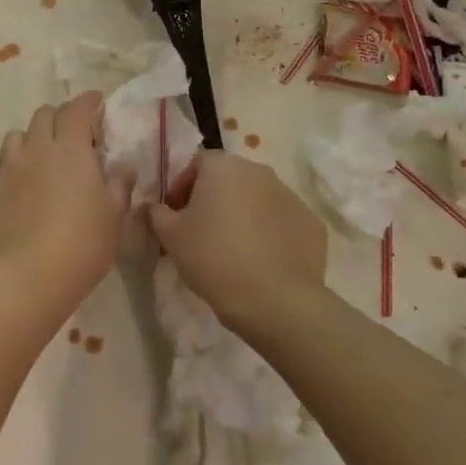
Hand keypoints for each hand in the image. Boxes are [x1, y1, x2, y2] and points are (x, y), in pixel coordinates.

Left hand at [0, 94, 130, 320]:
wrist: (25, 277)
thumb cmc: (81, 245)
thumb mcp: (113, 217)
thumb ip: (119, 186)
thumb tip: (123, 167)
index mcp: (70, 149)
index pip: (76, 110)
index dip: (87, 101)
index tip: (96, 100)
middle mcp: (36, 150)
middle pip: (43, 115)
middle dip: (59, 116)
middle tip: (74, 134)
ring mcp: (9, 170)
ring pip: (17, 136)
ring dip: (32, 137)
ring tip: (44, 156)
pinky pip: (5, 168)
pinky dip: (17, 169)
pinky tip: (26, 190)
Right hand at [149, 152, 326, 331]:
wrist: (275, 300)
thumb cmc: (214, 258)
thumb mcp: (170, 236)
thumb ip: (156, 213)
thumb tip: (154, 207)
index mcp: (223, 167)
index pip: (196, 164)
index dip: (182, 187)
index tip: (176, 216)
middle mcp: (259, 171)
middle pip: (228, 178)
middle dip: (212, 199)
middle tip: (201, 232)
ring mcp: (290, 196)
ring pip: (256, 199)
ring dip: (241, 214)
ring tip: (231, 249)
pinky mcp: (311, 223)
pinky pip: (280, 221)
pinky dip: (269, 233)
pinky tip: (259, 261)